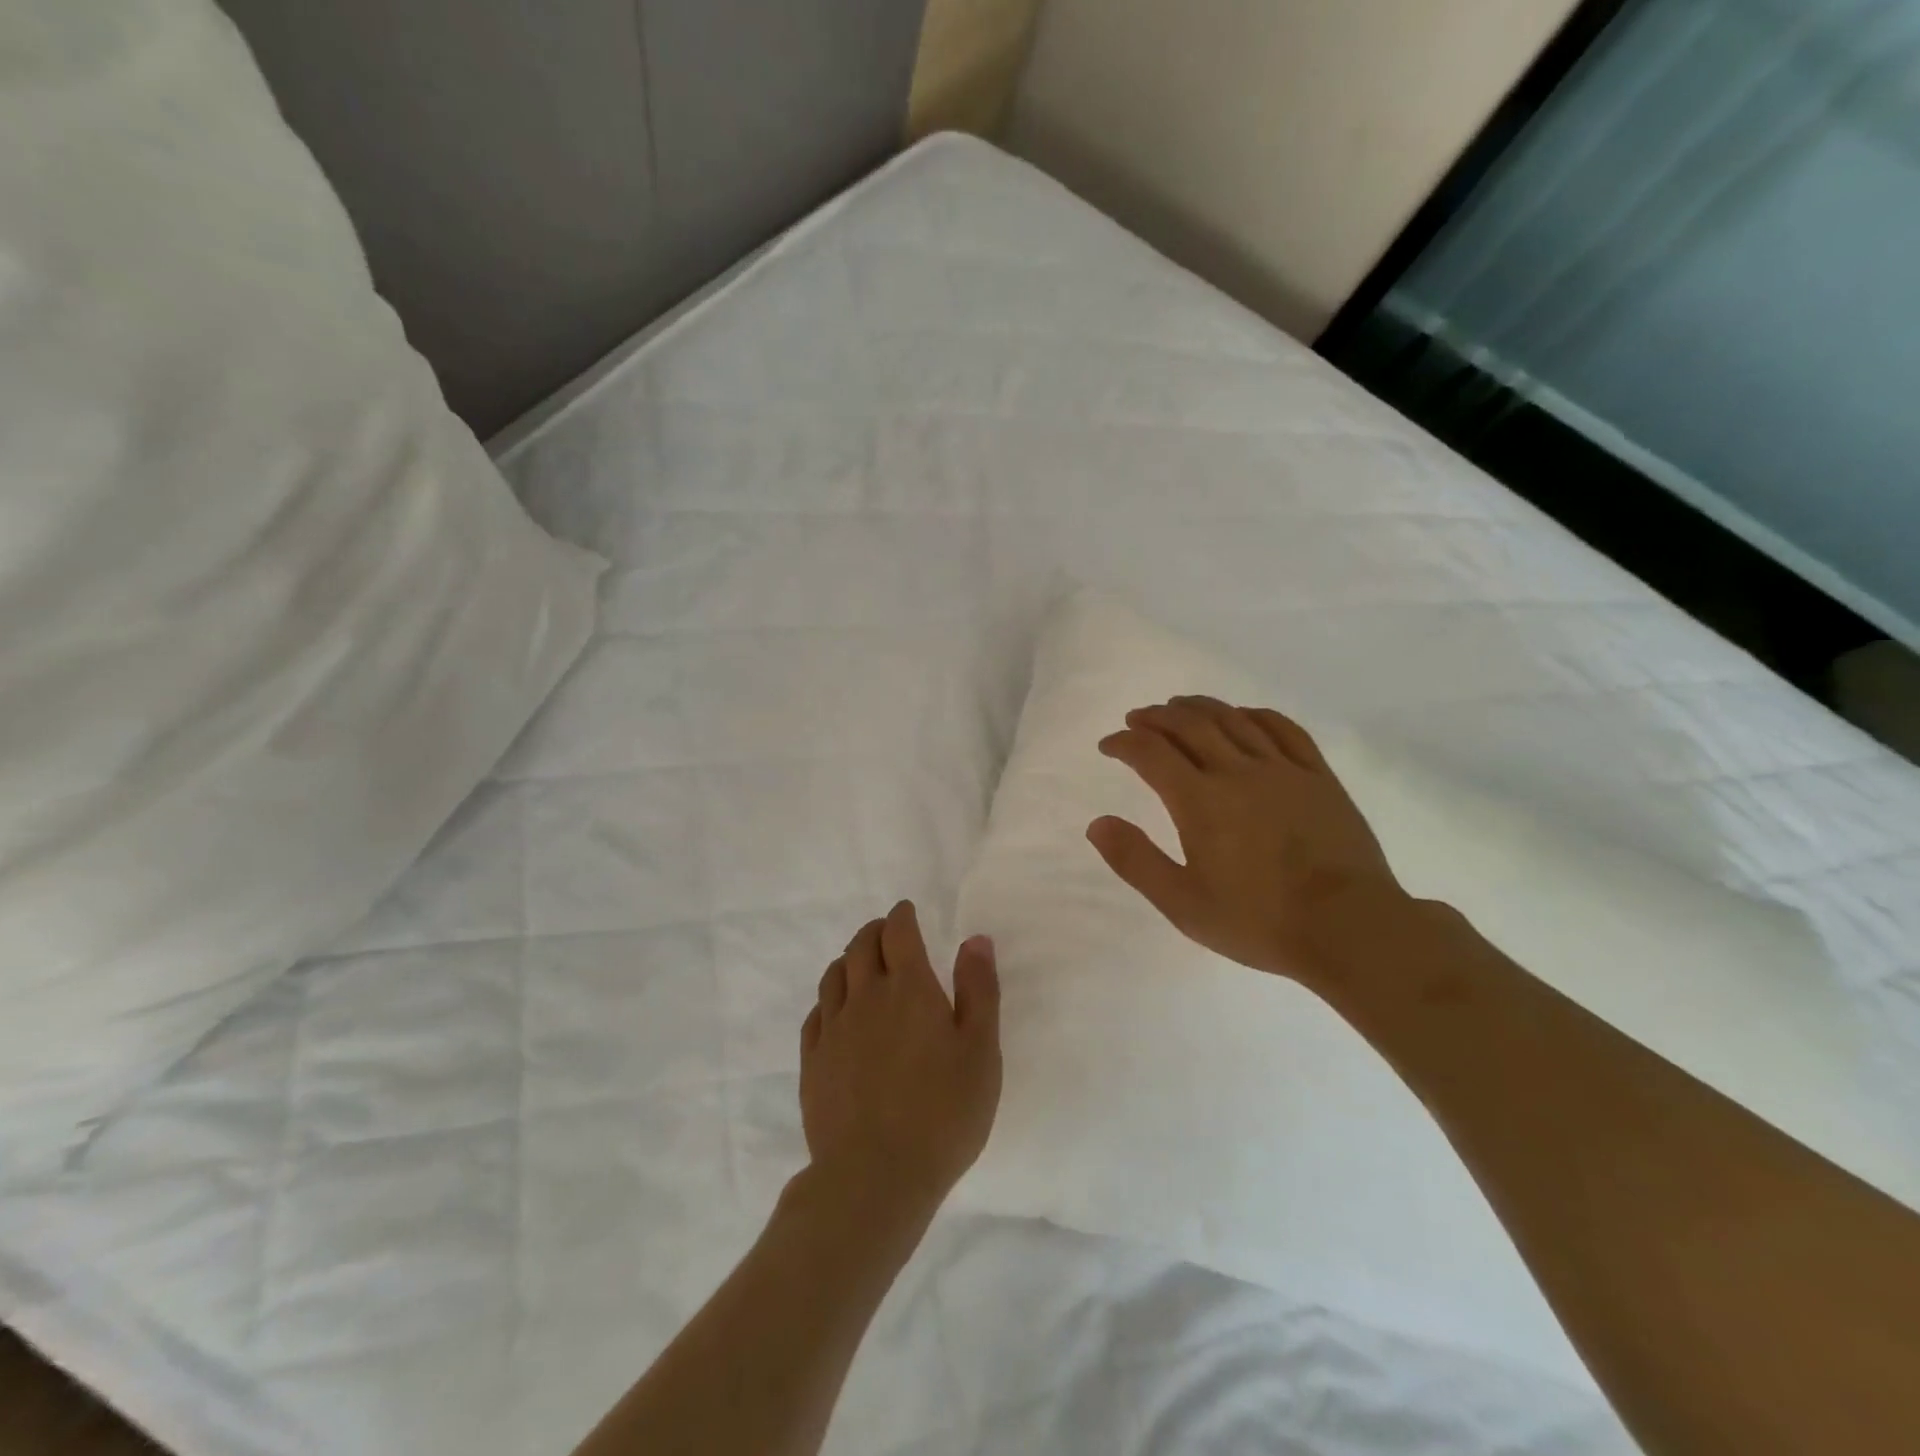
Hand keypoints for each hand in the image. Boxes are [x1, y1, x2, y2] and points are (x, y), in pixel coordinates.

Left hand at [800, 901, 1001, 1224]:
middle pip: (862, 945)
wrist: (874, 1177)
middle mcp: (866, 997)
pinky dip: (829, 999)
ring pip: (835, 975)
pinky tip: (837, 1012)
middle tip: (888, 934)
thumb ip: (979, 989)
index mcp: (909, 988)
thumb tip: (974, 939)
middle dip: (876, 931)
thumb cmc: (943, 1113)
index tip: (907, 912)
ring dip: (850, 960)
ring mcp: (833, 1029)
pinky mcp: (812, 1061)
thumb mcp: (981, 1051)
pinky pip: (816, 1013)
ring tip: (862, 966)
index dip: (902, 915)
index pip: (898, 932)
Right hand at [1087, 696, 1410, 985]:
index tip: (1109, 744)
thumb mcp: (1183, 903)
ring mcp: (1283, 770)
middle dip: (1157, 717)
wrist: (1350, 928)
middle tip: (1138, 718)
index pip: (1152, 754)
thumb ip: (1136, 861)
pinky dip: (1255, 714)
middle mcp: (1238, 772)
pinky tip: (1243, 715)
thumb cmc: (1259, 921)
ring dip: (1199, 707)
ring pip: (1233, 720)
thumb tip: (1097, 824)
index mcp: (1200, 801)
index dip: (1124, 742)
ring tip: (1179, 706)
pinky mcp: (1318, 776)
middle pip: (1190, 726)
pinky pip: (1283, 729)